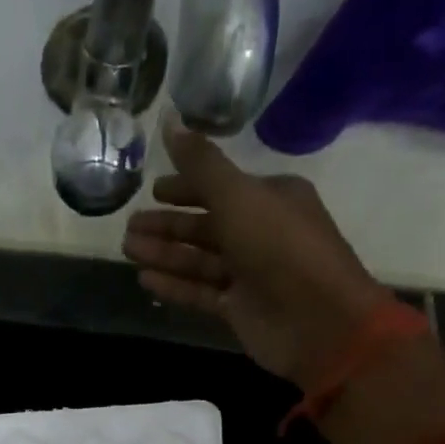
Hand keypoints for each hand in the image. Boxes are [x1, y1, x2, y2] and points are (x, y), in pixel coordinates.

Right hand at [122, 120, 386, 384]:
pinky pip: (200, 291)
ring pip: (198, 259)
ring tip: (127, 250)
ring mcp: (249, 273)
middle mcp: (260, 232)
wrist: (317, 321)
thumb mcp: (238, 197)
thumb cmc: (280, 248)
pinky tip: (145, 279)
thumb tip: (169, 122)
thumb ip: (201, 164)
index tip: (153, 190)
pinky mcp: (238, 308)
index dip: (186, 187)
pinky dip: (174, 285)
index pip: (221, 187)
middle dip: (167, 225)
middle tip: (128, 226)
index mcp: (270, 197)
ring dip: (164, 253)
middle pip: (205, 225)